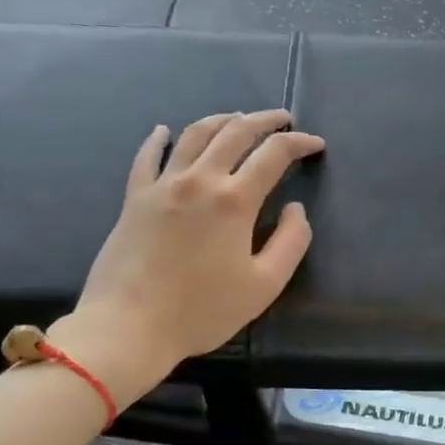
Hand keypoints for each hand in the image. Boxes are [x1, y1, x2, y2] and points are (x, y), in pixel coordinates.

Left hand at [60, 111, 323, 375]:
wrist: (128, 327)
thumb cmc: (202, 311)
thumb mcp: (264, 285)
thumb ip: (291, 242)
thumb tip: (296, 209)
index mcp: (234, 200)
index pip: (274, 154)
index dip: (299, 143)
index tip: (315, 144)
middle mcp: (199, 180)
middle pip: (235, 132)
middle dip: (265, 120)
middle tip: (283, 119)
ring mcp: (162, 185)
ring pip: (194, 134)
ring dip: (221, 120)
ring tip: (238, 118)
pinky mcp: (134, 198)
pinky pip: (147, 157)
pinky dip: (158, 139)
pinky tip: (163, 130)